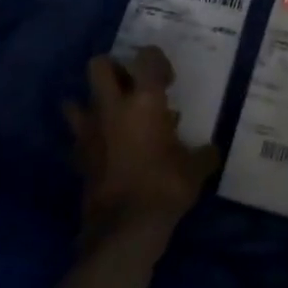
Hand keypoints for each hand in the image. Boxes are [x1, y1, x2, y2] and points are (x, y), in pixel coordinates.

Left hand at [64, 48, 216, 249]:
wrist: (123, 229)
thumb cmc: (164, 188)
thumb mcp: (195, 169)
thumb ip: (203, 153)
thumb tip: (211, 150)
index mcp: (144, 101)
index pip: (147, 57)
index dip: (158, 61)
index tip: (168, 81)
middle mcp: (112, 107)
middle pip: (99, 66)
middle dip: (114, 69)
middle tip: (133, 88)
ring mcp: (89, 131)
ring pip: (76, 99)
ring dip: (92, 102)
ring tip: (113, 115)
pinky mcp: (77, 156)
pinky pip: (77, 134)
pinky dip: (88, 135)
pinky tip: (106, 147)